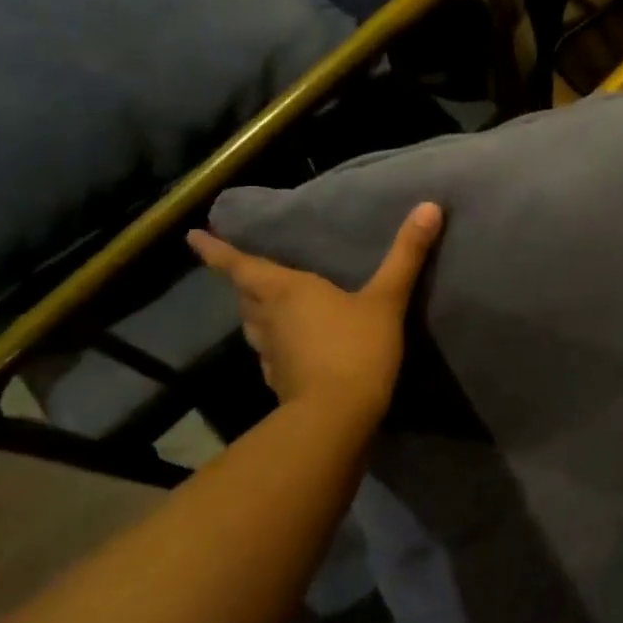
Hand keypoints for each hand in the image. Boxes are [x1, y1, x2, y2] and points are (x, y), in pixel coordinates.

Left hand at [187, 203, 443, 418]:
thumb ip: (406, 254)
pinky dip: (273, 345)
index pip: (241, 266)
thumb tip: (430, 206)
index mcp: (287, 291)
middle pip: (246, 296)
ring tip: (262, 305)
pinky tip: (287, 349)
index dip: (216, 252)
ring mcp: (271, 354)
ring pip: (254, 326)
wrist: (337, 417)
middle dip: (242, 281)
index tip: (192, 237)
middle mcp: (270, 319)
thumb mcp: (387, 298)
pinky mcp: (280, 382)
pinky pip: (269, 354)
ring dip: (254, 313)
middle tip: (241, 269)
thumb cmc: (356, 348)